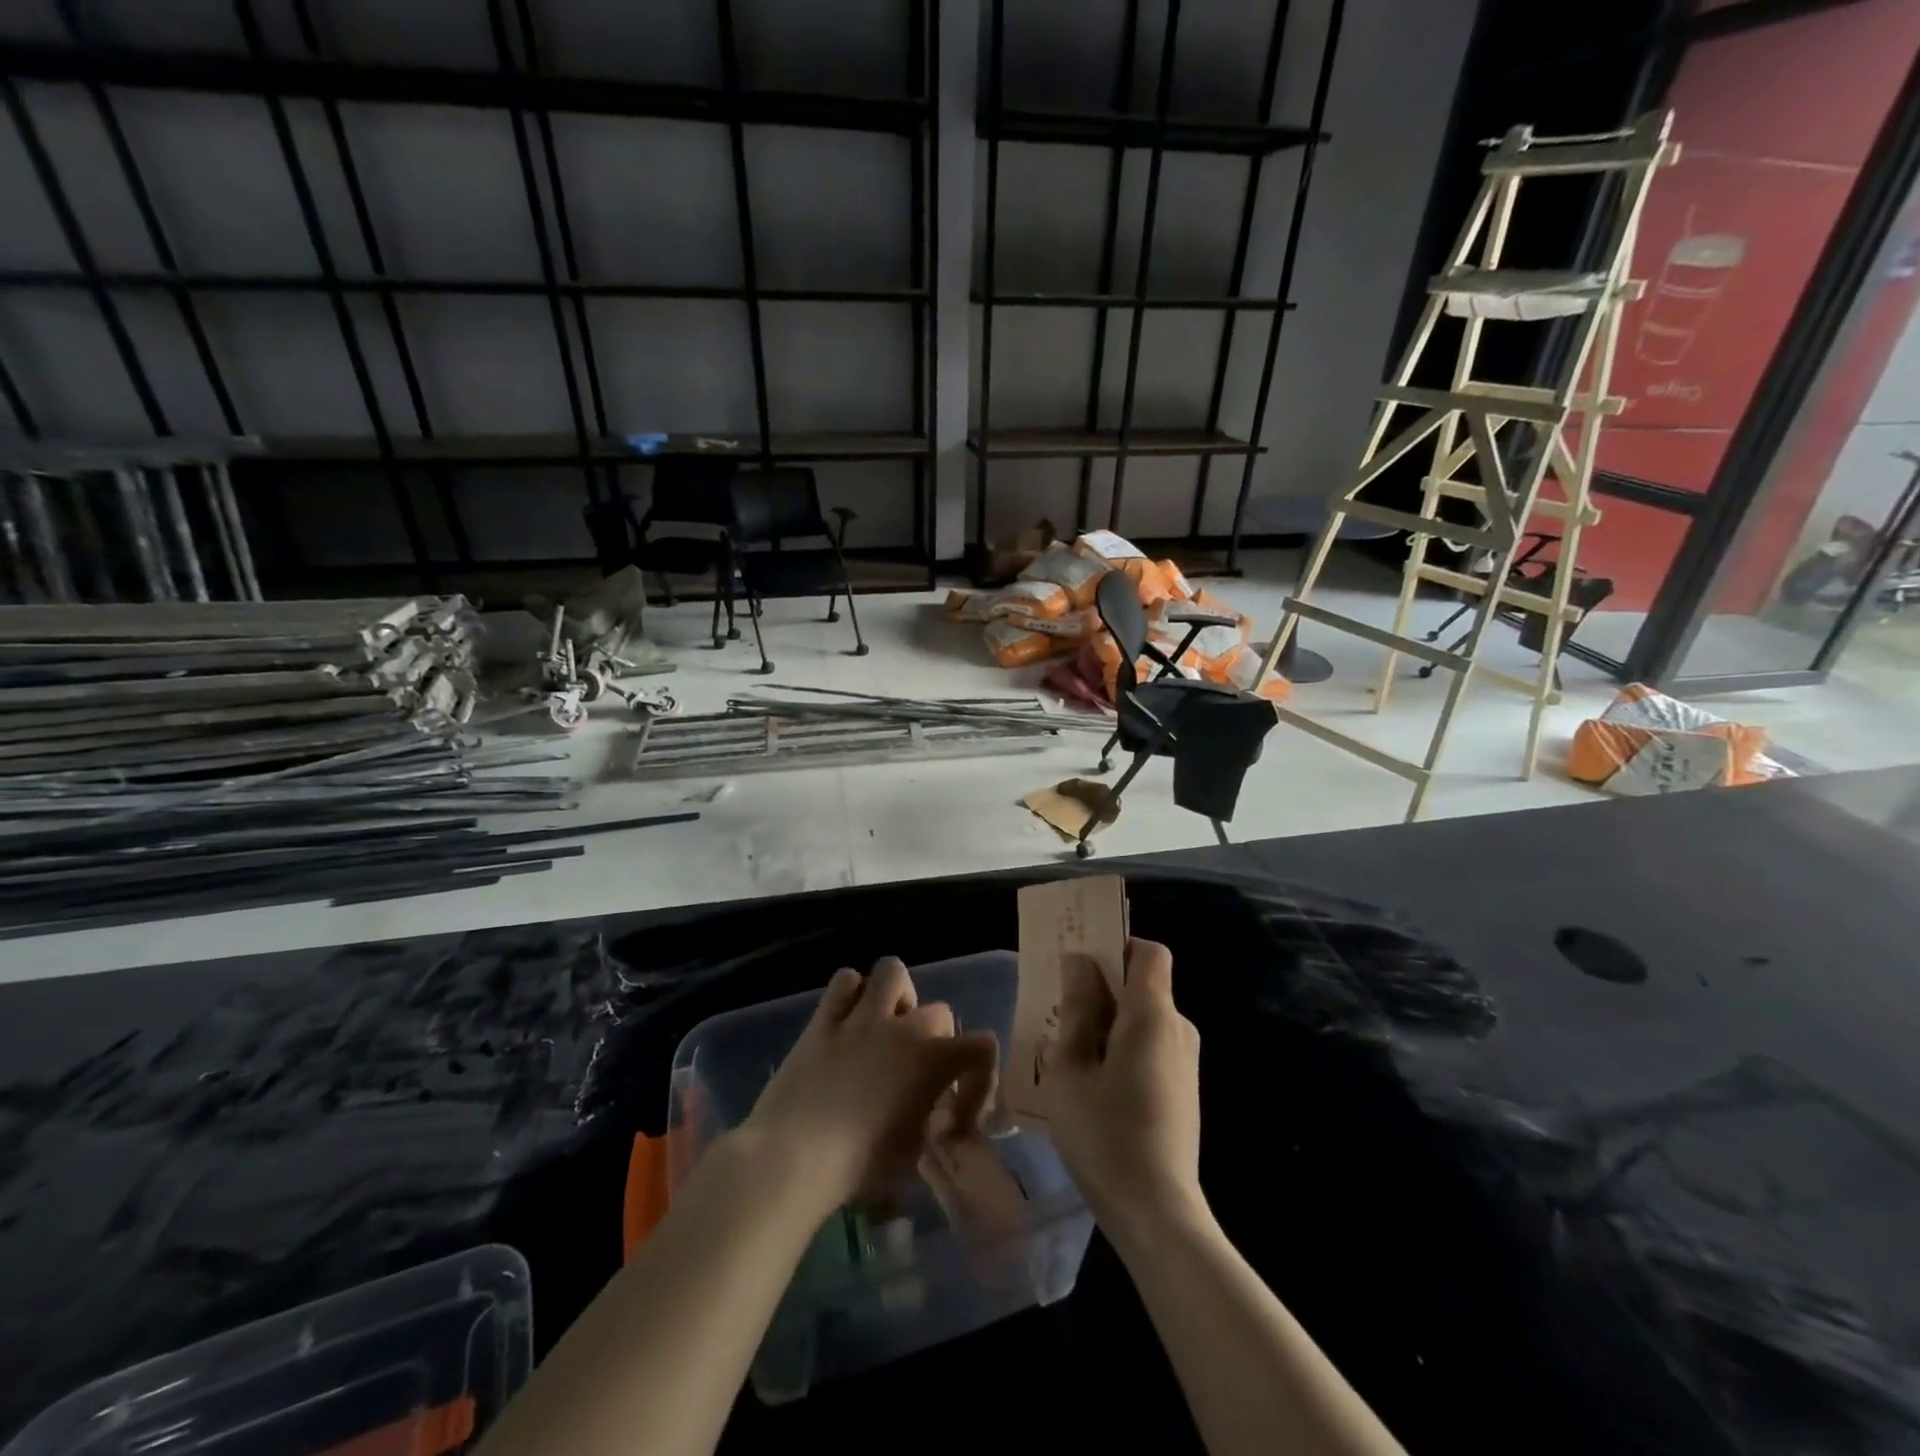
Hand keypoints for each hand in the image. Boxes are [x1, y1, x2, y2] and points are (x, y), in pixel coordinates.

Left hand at [739, 957, 997, 1219]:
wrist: (793, 1156)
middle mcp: (903, 1027)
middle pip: (939, 1011)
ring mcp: (862, 1017)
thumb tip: (938, 1116)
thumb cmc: (859, 1165)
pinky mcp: (824, 1019)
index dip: (979, 1079)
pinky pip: (845, 981)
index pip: (983, 1047)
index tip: (958, 1115)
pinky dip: (851, 995)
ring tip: (887, 1026)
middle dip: (937, 1040)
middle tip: (918, 1072)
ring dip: (897, 996)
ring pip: (893, 971)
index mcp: (934, 1059)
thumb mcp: (913, 1154)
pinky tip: (848, 1021)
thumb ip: (934, 1123)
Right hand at [1041, 939, 1202, 1231]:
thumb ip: (1077, 1009)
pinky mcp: (1184, 1090)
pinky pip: (1151, 1047)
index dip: (1116, 945)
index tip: (1081, 964)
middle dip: (1103, 987)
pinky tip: (1093, 1084)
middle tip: (1060, 1010)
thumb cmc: (1105, 1134)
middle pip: (1143, 984)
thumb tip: (1079, 963)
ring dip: (1109, 1022)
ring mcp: (1186, 1061)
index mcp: (1152, 1014)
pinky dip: (1123, 1048)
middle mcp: (1178, 1028)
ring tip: (1069, 1053)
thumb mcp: (1071, 1068)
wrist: (1157, 1213)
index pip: (1148, 951)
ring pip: (1144, 1018)